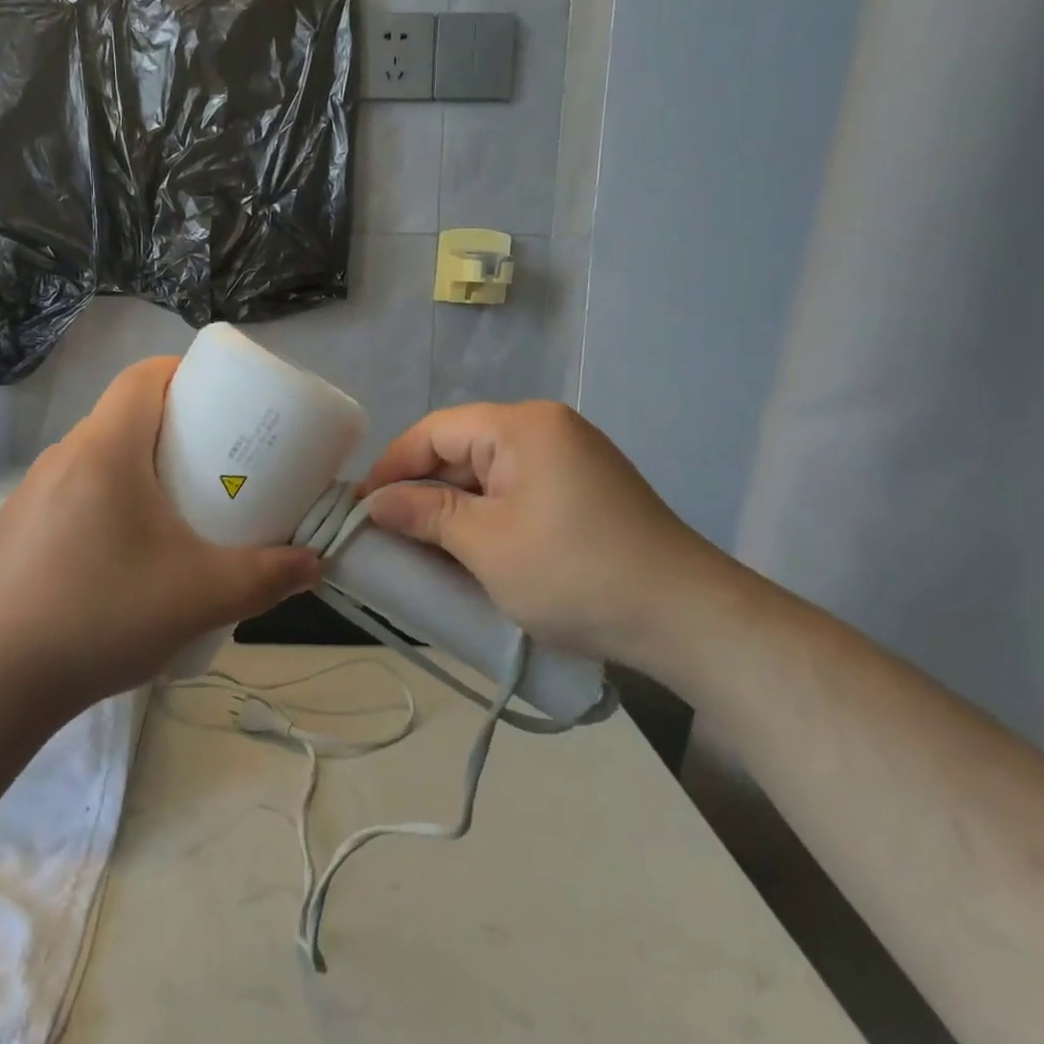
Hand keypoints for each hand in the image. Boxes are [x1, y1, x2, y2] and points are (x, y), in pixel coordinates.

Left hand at [0, 357, 322, 708]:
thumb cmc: (103, 615)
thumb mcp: (202, 596)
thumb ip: (267, 577)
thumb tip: (313, 564)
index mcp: (104, 449)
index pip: (143, 375)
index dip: (184, 373)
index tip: (222, 401)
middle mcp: (63, 458)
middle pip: (124, 416)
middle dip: (174, 428)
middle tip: (216, 464)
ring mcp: (31, 495)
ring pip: (98, 458)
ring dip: (139, 469)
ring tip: (176, 512)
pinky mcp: (16, 531)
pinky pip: (73, 494)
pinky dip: (108, 502)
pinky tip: (124, 557)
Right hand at [360, 402, 739, 676]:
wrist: (684, 617)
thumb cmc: (573, 573)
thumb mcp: (485, 544)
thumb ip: (425, 514)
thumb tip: (376, 503)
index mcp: (522, 426)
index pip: (435, 431)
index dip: (392, 466)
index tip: (360, 507)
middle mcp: (547, 429)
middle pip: (462, 448)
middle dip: (422, 489)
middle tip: (385, 533)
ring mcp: (571, 459)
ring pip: (488, 473)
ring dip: (453, 507)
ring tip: (420, 545)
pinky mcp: (584, 491)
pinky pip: (517, 492)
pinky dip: (487, 516)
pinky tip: (469, 548)